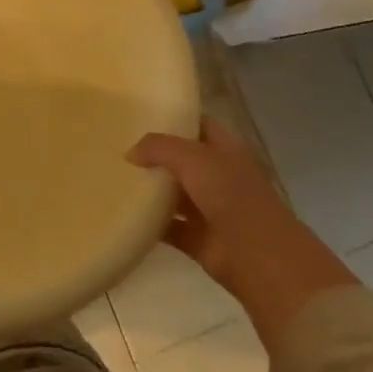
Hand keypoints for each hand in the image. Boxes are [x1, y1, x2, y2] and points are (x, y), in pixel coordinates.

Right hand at [127, 117, 357, 347]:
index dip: (174, 118)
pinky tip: (123, 213)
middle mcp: (218, 176)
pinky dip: (149, 223)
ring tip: (114, 177)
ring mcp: (210, 209)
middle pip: (181, 160)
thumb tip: (130, 153)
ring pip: (173, 193)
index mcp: (225, 150)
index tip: (139, 114)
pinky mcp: (198, 239)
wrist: (258, 256)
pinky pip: (168, 226)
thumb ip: (159, 147)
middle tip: (117, 145)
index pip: (198, 125)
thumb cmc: (232, 196)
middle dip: (154, 154)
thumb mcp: (193, 158)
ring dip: (149, 189)